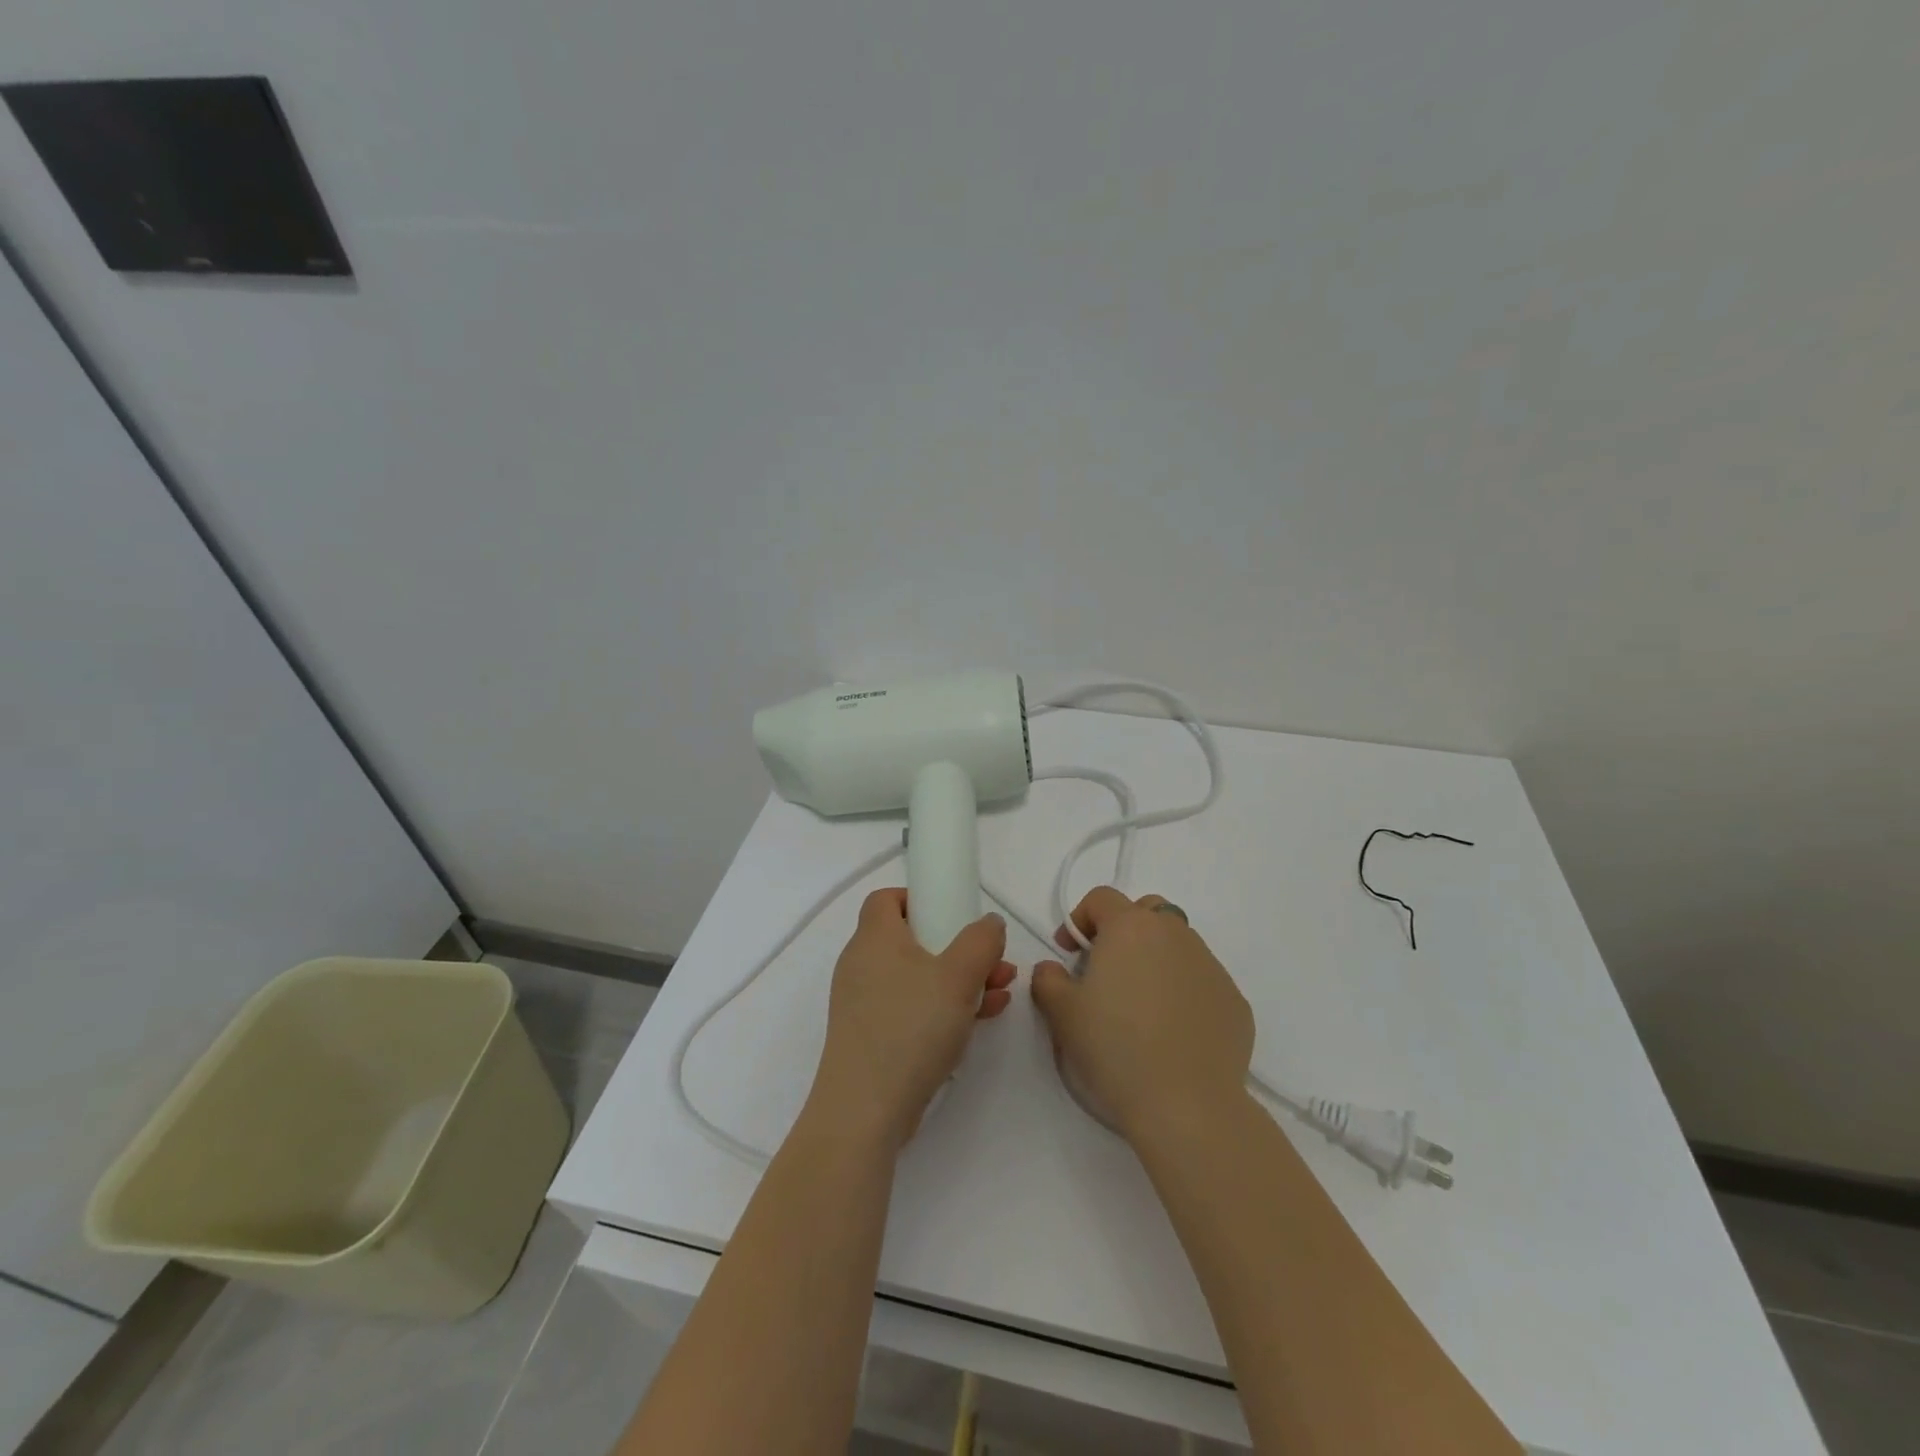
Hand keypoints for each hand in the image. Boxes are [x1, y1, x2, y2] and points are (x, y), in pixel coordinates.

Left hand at [806, 888, 1016, 1150]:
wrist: (865, 1110)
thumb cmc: (910, 1028)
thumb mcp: (958, 977)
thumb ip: (980, 942)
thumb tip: (989, 922)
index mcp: (874, 937)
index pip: (887, 898)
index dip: (920, 897)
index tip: (953, 913)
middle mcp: (863, 963)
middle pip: (911, 938)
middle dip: (957, 946)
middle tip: (992, 961)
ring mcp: (864, 1002)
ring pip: (917, 975)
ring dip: (958, 978)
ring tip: (1000, 991)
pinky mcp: (871, 1035)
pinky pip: (911, 1006)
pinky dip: (942, 1006)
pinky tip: (979, 1018)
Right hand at [1031, 886, 1254, 1143]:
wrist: (1187, 1105)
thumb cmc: (1115, 1048)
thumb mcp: (1062, 1013)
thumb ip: (1048, 979)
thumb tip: (1053, 969)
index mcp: (1131, 927)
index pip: (1102, 898)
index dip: (1080, 919)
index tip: (1069, 953)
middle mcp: (1175, 935)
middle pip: (1148, 911)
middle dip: (1125, 929)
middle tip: (1107, 968)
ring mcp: (1211, 966)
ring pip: (1178, 945)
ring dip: (1156, 959)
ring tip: (1140, 1004)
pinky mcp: (1234, 1000)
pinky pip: (1201, 981)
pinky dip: (1184, 991)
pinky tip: (1172, 1031)